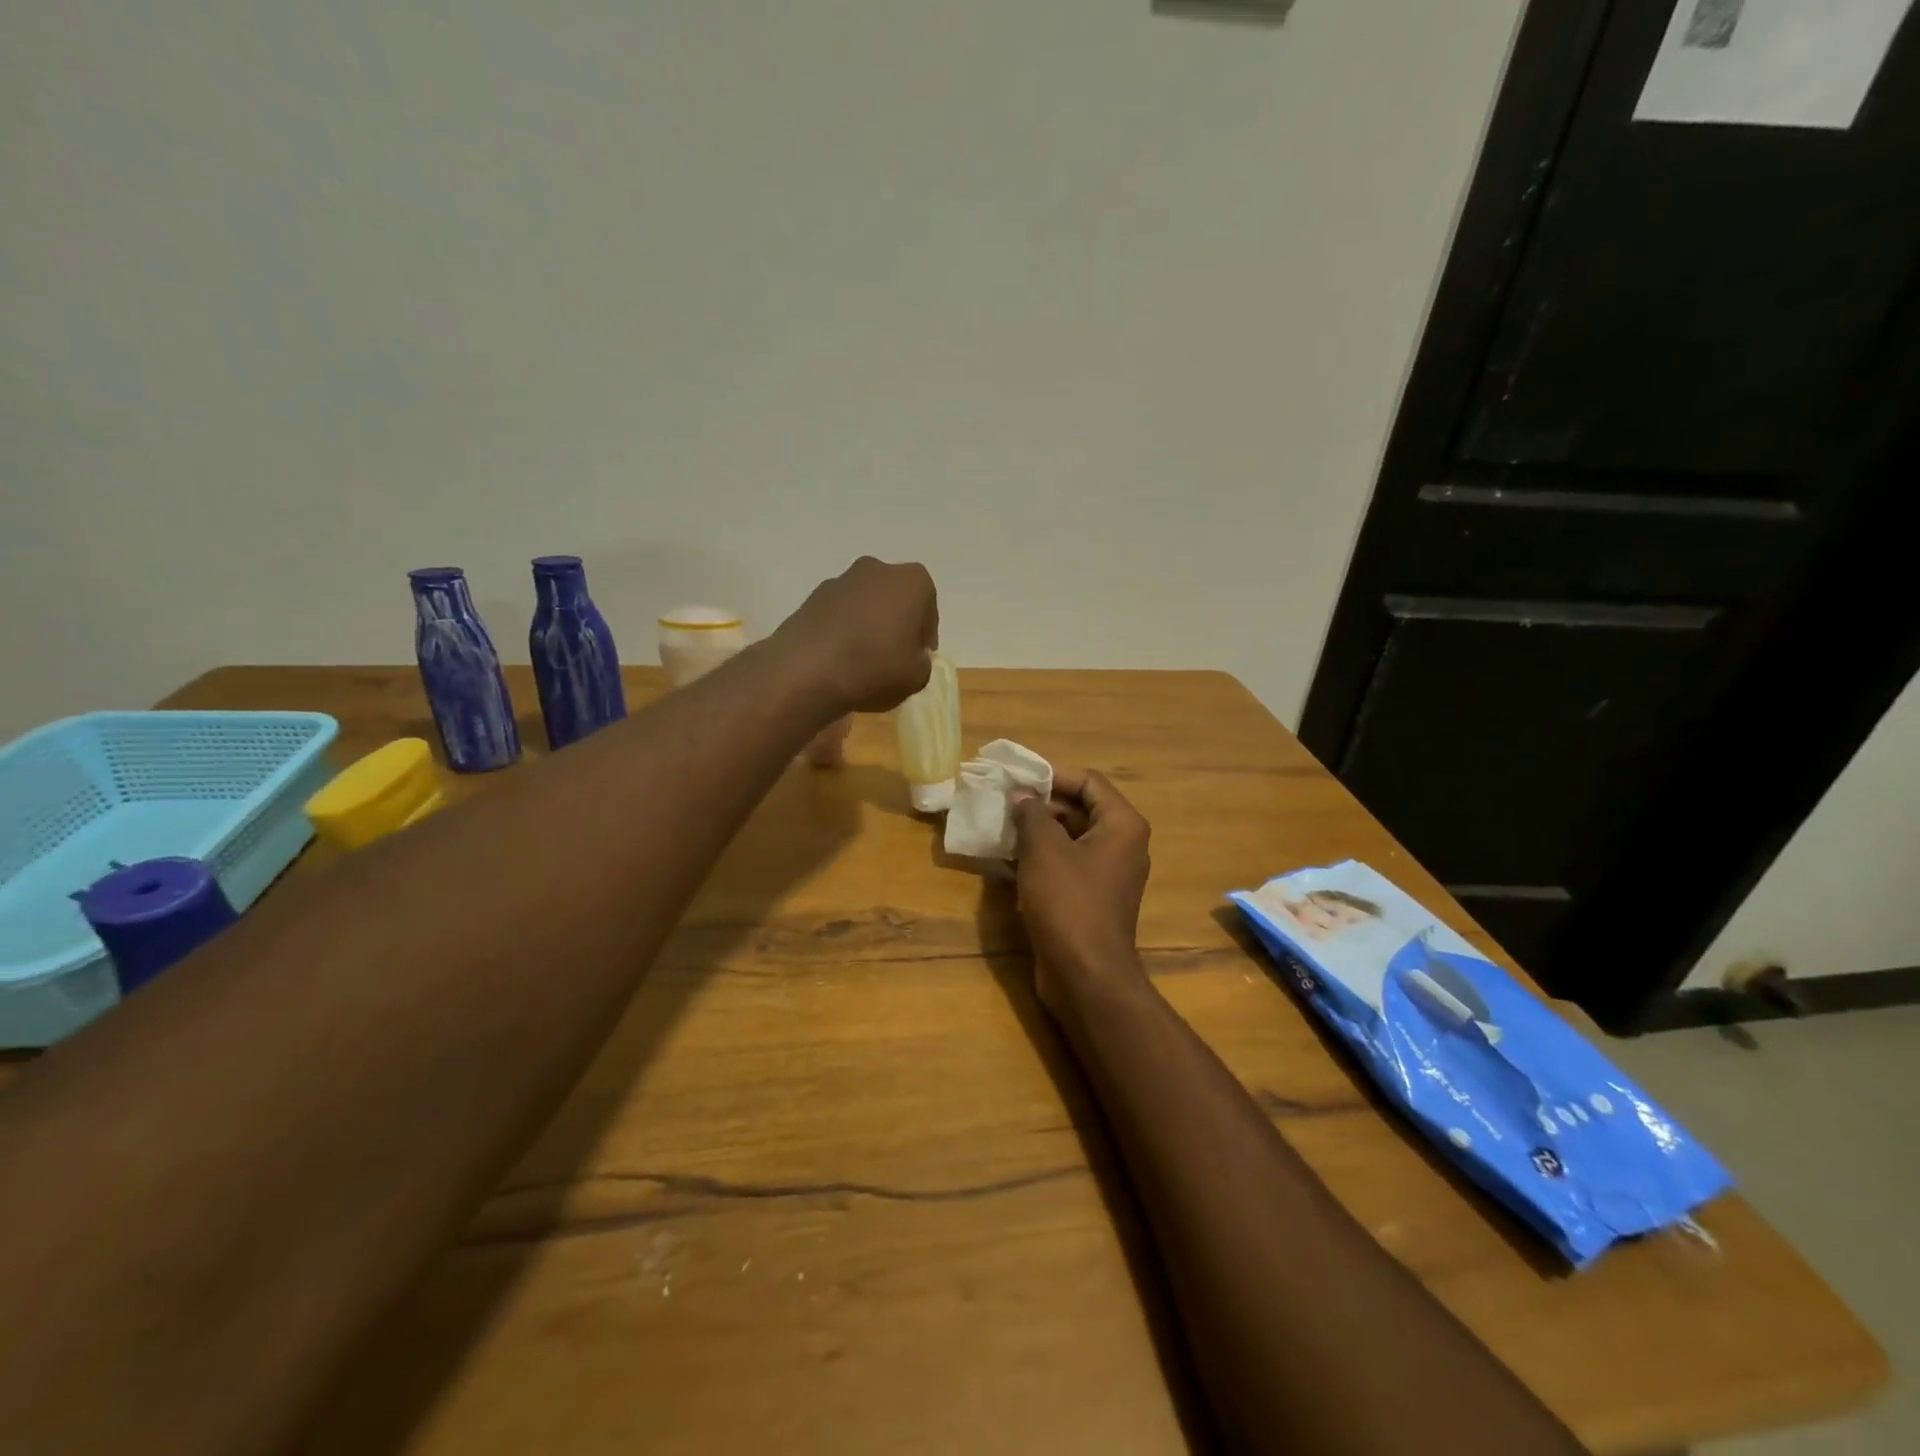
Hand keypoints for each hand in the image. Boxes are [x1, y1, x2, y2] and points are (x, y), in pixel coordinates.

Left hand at [775, 557, 937, 714]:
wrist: (807, 671)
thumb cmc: (875, 667)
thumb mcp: (917, 677)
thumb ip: (922, 662)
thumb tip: (911, 656)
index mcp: (913, 581)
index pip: (928, 610)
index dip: (924, 638)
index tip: (917, 660)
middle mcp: (878, 569)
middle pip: (895, 600)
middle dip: (896, 625)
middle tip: (893, 658)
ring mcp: (841, 579)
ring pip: (865, 604)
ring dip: (868, 626)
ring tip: (862, 661)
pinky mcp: (812, 596)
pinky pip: (839, 614)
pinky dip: (843, 630)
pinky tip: (838, 659)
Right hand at [1010, 768, 1151, 1014]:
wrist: (1085, 975)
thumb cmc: (1068, 902)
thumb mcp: (1044, 849)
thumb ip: (1032, 813)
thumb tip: (1023, 796)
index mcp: (1122, 825)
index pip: (1088, 781)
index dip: (1052, 776)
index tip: (1017, 780)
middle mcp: (1122, 845)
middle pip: (1079, 809)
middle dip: (1041, 805)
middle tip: (1003, 805)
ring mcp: (1108, 874)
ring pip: (1069, 839)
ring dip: (1036, 833)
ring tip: (1000, 830)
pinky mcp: (1092, 898)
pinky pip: (1066, 866)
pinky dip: (1040, 860)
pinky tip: (1006, 862)